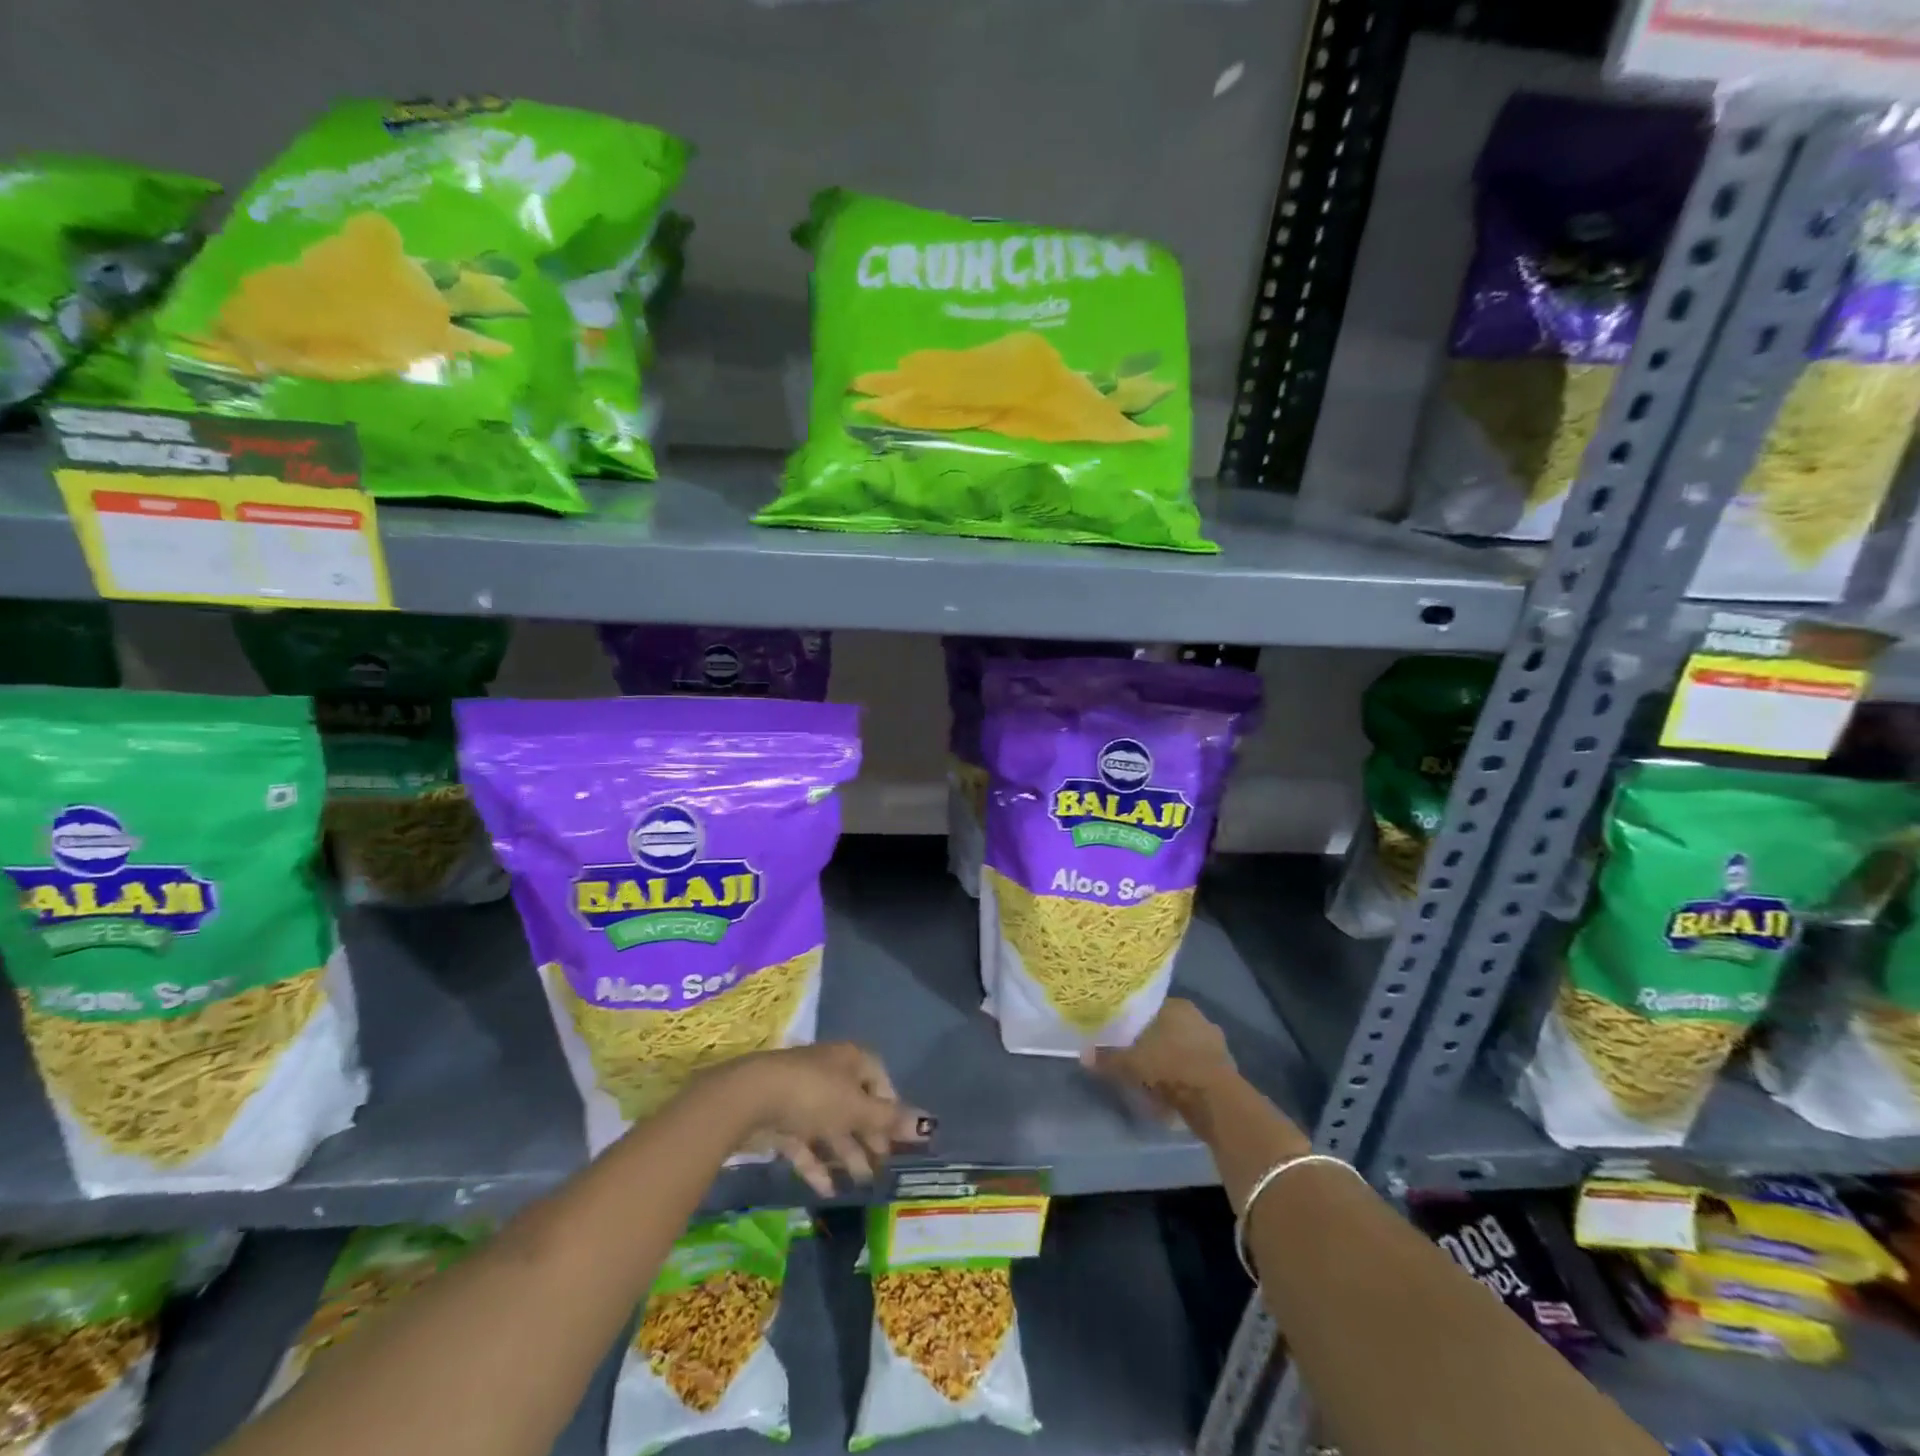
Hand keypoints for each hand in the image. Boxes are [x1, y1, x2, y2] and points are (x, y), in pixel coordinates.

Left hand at [711, 1043, 931, 1196]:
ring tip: (860, 1184)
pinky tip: (827, 1190)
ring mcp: (803, 1095)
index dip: (891, 1108)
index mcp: (851, 1060)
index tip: (898, 1138)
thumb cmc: (813, 1094)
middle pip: (856, 1105)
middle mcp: (830, 1073)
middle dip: (869, 1137)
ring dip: (846, 1154)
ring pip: (831, 1126)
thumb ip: (890, 1120)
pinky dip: (816, 1164)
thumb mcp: (856, 1108)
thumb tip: (930, 1124)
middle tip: (882, 1168)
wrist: (750, 1098)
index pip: (879, 1080)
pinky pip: (805, 1142)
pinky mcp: (781, 1119)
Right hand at [1081, 998, 1238, 1118]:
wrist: (1215, 1101)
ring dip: (1172, 1062)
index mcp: (1177, 1006)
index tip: (1124, 1037)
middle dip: (1155, 1044)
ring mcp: (1216, 1043)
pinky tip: (1174, 1092)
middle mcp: (1199, 1018)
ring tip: (1154, 1080)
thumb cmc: (1170, 1067)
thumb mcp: (1132, 1064)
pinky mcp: (1226, 1068)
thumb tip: (1083, 1054)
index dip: (1136, 1023)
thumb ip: (1108, 1058)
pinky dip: (1186, 1078)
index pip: (1151, 1008)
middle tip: (1136, 1060)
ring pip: (1184, 1049)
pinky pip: (1197, 1069)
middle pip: (1169, 1029)